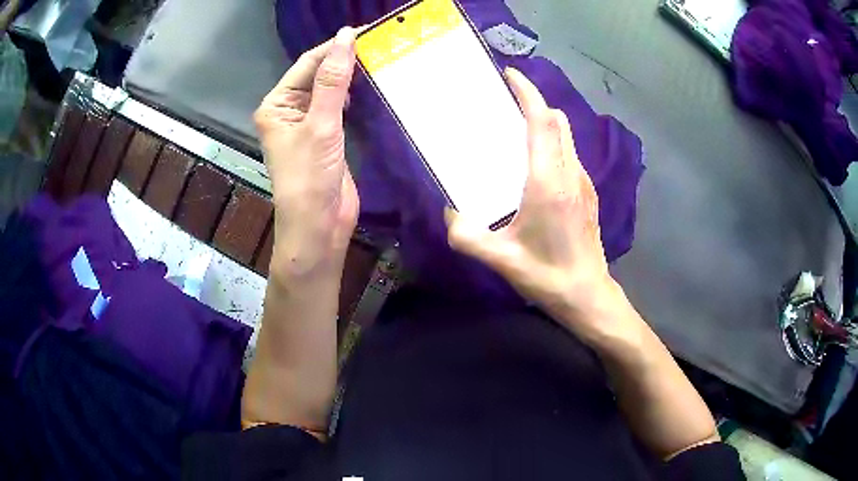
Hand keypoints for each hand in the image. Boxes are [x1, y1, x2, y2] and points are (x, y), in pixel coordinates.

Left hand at [254, 27, 359, 280]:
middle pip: (317, 75)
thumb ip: (333, 80)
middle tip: (378, 44)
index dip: (333, 47)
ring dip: (351, 77)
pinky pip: (339, 107)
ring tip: (378, 60)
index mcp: (276, 105)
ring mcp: (307, 124)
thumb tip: (345, 37)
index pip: (306, 64)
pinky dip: (354, 96)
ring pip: (330, 90)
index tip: (365, 31)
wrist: (318, 226)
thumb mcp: (321, 124)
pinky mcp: (325, 137)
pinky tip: (371, 88)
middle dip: (343, 60)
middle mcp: (288, 111)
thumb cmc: (310, 177)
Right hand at [445, 68, 621, 343]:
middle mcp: (570, 174)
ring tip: (515, 127)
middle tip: (505, 102)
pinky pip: (569, 153)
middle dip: (533, 102)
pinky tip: (533, 162)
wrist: (587, 294)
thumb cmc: (547, 275)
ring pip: (566, 136)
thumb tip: (450, 213)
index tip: (509, 75)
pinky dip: (551, 142)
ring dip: (543, 122)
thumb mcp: (500, 259)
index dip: (528, 93)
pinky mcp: (587, 192)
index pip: (542, 122)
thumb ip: (466, 236)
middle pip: (557, 121)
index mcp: (548, 183)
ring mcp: (583, 182)